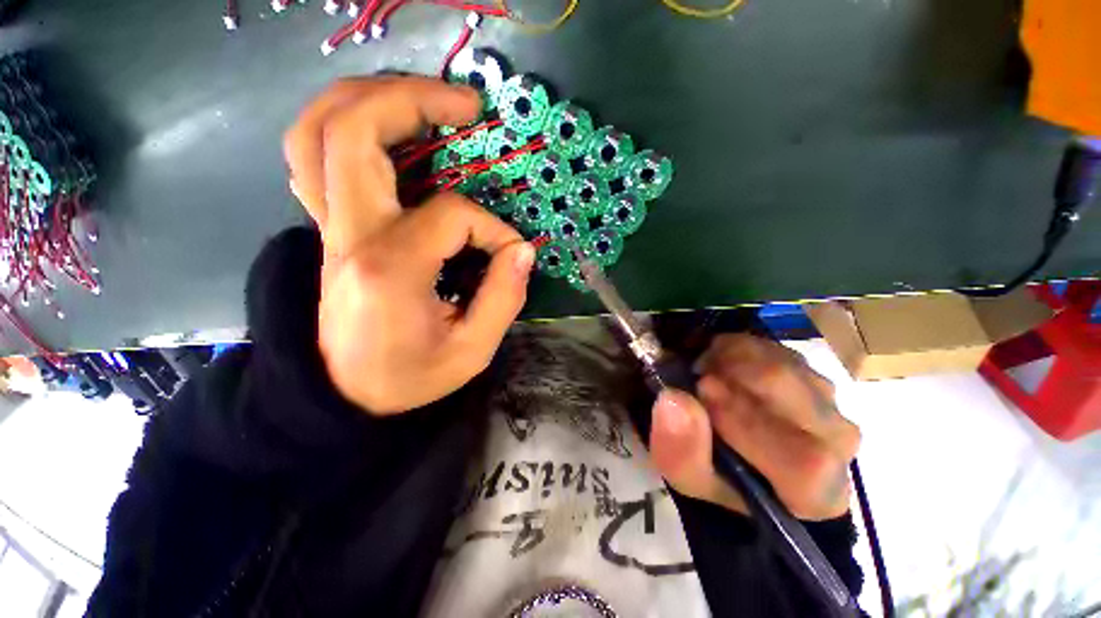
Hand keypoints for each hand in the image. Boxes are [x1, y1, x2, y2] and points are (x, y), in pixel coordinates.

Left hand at [283, 77, 534, 414]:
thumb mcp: (471, 352)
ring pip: (320, 131)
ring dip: (369, 97)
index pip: (453, 215)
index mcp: (391, 267)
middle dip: (414, 99)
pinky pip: (314, 157)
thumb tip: (522, 251)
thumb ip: (503, 298)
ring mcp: (329, 227)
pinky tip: (380, 130)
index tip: (512, 256)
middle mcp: (350, 234)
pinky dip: (342, 127)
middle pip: (355, 131)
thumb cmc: (409, 378)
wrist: (344, 395)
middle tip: (467, 104)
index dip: (493, 230)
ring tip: (422, 96)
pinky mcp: (328, 229)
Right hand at [648, 335, 860, 520]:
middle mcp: (837, 445)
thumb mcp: (687, 475)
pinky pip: (775, 349)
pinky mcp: (812, 374)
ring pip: (782, 363)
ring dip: (732, 359)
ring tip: (704, 370)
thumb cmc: (717, 477)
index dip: (746, 420)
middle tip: (694, 374)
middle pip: (791, 393)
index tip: (700, 392)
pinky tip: (720, 363)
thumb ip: (681, 449)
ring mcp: (829, 403)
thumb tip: (674, 401)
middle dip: (731, 373)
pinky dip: (739, 348)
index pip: (803, 458)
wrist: (742, 458)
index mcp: (816, 493)